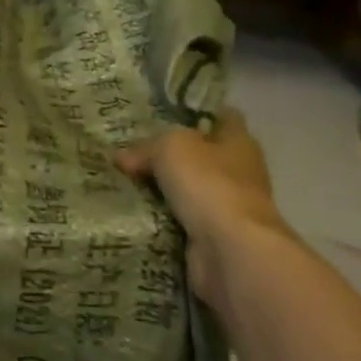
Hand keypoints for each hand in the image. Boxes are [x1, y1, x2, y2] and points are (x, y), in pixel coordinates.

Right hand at [116, 109, 296, 306]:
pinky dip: (161, 217)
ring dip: (162, 189)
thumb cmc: (208, 183)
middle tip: (129, 149)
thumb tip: (123, 158)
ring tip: (122, 180)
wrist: (230, 250)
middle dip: (169, 153)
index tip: (160, 111)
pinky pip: (181, 219)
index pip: (220, 115)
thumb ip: (145, 147)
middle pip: (200, 154)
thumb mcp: (170, 147)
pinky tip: (133, 211)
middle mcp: (238, 171)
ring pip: (188, 188)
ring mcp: (228, 206)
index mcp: (238, 141)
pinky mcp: (214, 237)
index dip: (194, 111)